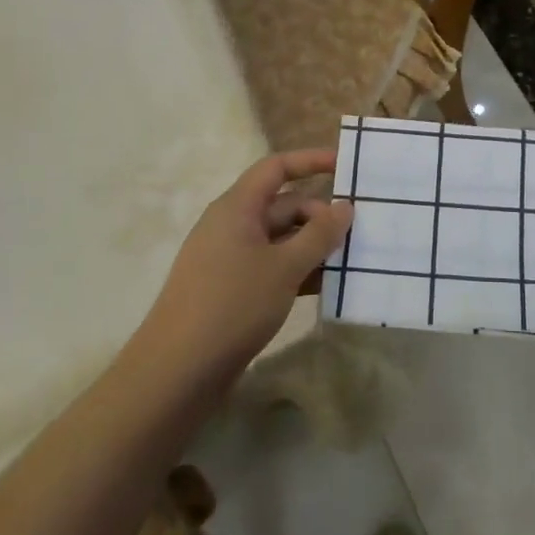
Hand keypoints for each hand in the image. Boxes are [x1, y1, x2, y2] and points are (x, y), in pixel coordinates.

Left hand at [140, 149, 351, 377]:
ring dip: (313, 247)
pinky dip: (298, 271)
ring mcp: (230, 259)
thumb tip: (345, 206)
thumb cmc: (232, 306)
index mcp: (237, 208)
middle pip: (284, 206)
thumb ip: (319, 234)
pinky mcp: (232, 290)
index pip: (276, 168)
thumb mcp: (284, 267)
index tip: (345, 164)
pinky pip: (272, 267)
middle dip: (320, 215)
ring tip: (350, 261)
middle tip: (359, 233)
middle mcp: (232, 226)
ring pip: (280, 239)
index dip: (311, 161)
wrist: (176, 373)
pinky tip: (325, 288)